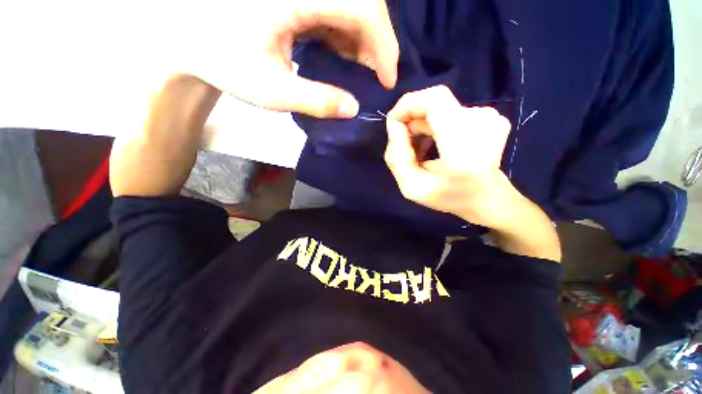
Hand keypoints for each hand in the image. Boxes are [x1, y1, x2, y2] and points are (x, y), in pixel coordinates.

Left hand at [170, 0, 398, 118]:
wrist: (189, 34)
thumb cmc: (222, 60)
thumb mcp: (272, 90)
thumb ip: (317, 101)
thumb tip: (353, 109)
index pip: (362, 7)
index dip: (384, 44)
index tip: (388, 79)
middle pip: (362, 3)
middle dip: (376, 44)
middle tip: (376, 78)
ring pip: (351, 7)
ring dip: (362, 42)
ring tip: (359, 72)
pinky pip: (335, 11)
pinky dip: (345, 37)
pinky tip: (340, 57)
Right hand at [384, 85, 514, 227]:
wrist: (488, 198)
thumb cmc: (449, 197)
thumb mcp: (412, 187)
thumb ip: (397, 158)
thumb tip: (393, 125)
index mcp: (464, 147)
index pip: (434, 100)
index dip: (407, 105)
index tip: (393, 124)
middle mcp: (482, 123)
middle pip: (434, 101)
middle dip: (411, 118)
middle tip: (404, 144)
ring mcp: (489, 116)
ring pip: (440, 107)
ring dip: (421, 124)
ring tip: (419, 149)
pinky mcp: (489, 115)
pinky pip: (450, 111)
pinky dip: (435, 124)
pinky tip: (434, 144)